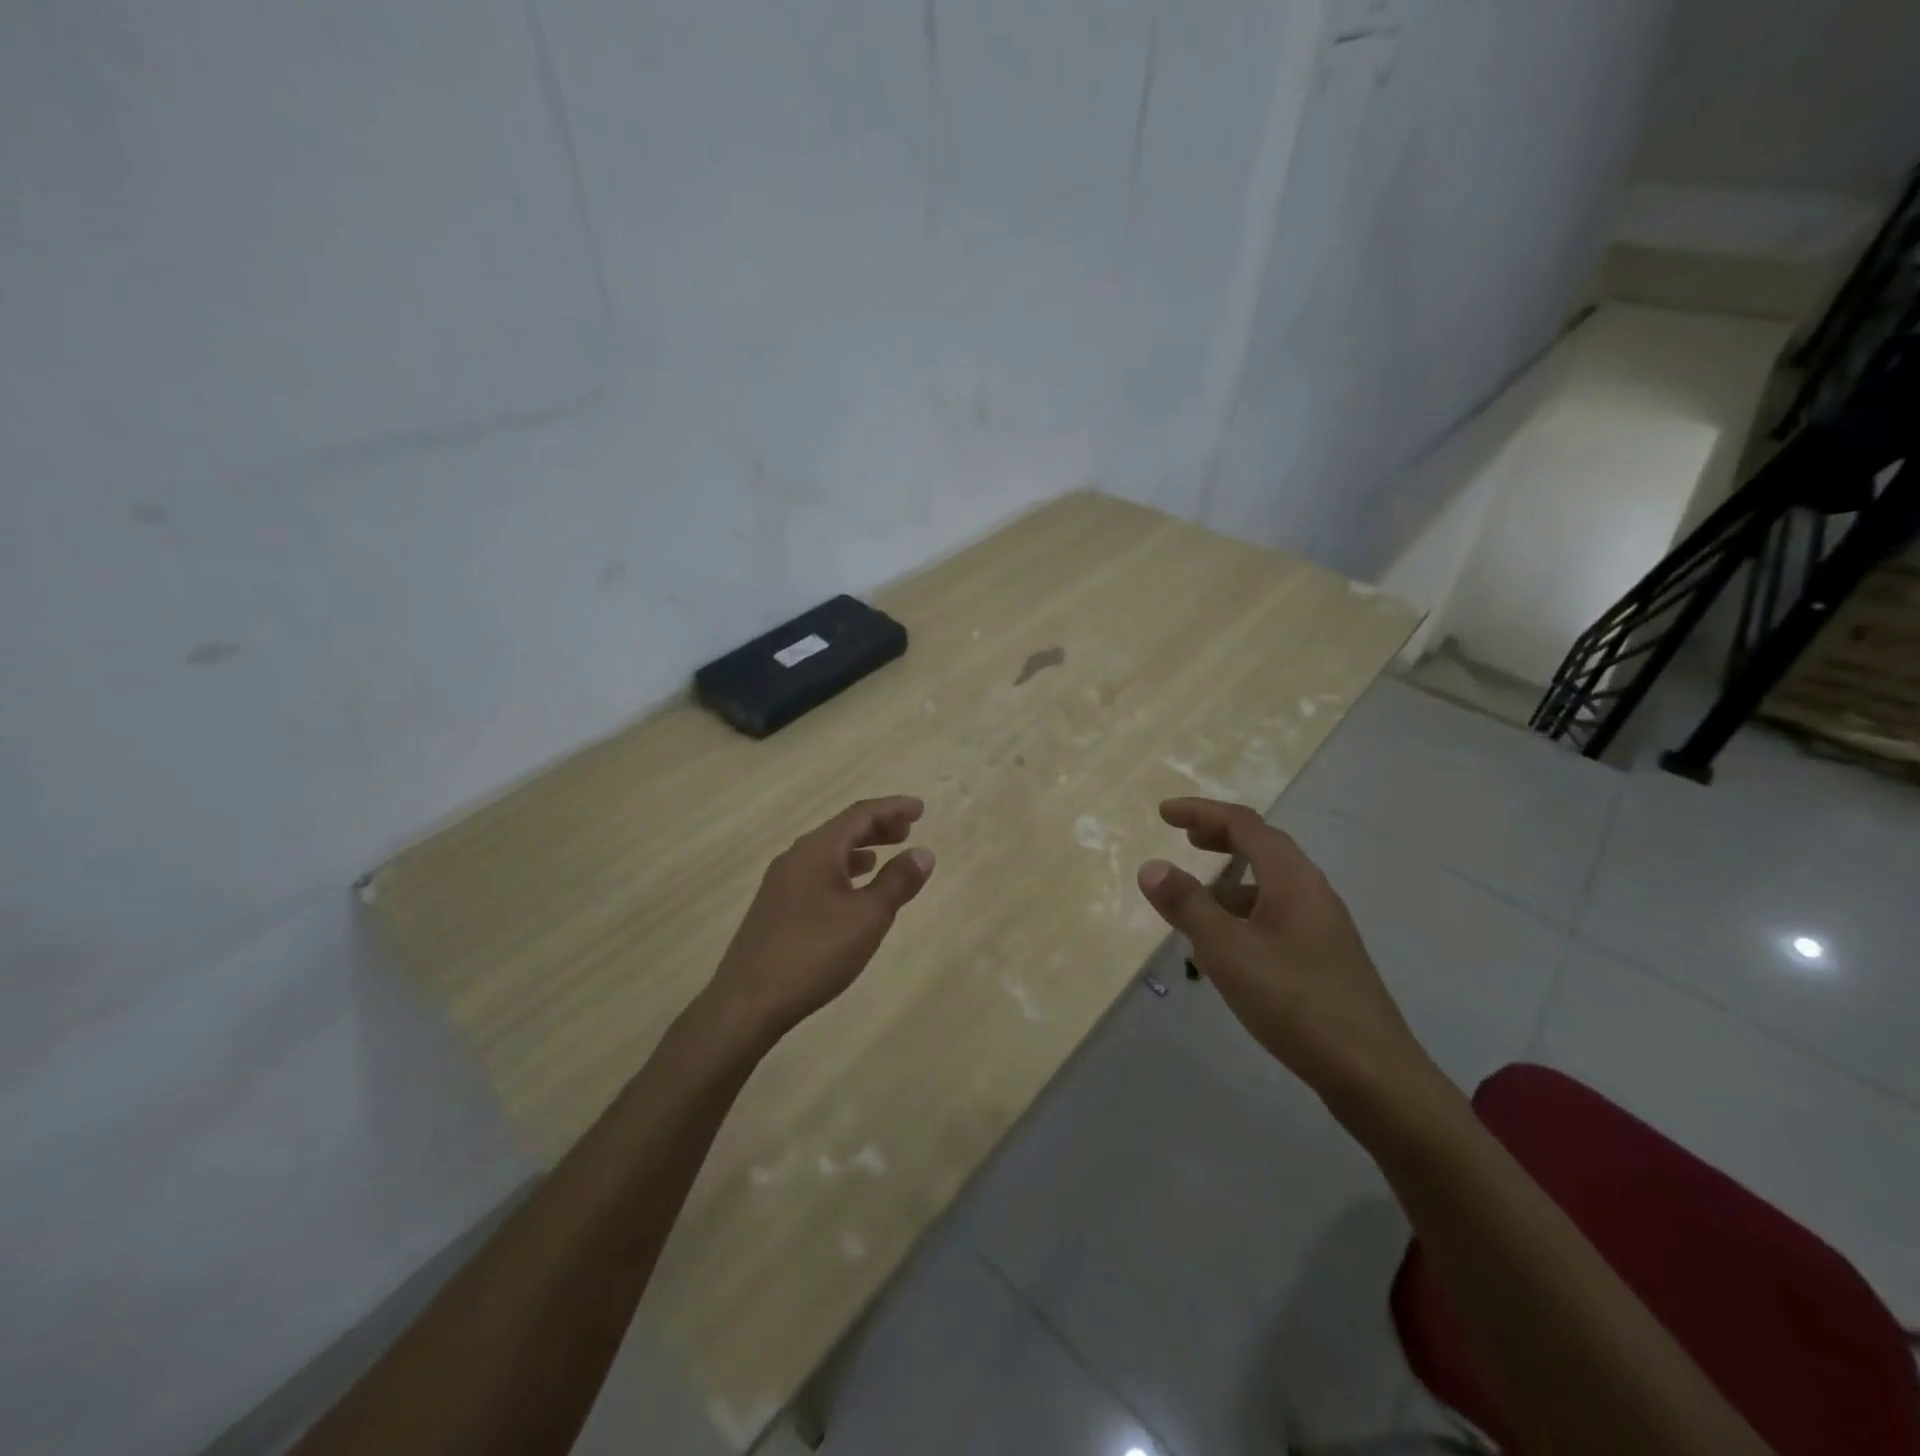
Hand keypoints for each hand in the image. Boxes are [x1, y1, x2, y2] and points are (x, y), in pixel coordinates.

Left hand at [705, 796, 935, 1043]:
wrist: (748, 1001)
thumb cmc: (814, 953)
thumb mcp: (867, 917)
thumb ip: (897, 882)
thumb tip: (923, 853)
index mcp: (817, 850)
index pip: (860, 814)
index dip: (892, 808)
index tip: (920, 808)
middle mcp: (796, 857)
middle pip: (842, 830)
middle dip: (877, 827)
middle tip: (908, 830)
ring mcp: (781, 882)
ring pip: (827, 853)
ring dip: (859, 850)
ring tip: (884, 857)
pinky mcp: (775, 907)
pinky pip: (816, 873)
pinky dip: (842, 872)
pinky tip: (851, 892)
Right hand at [1136, 797, 1437, 1115]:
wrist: (1372, 1074)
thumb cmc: (1294, 1002)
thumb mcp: (1227, 951)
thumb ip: (1187, 905)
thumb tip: (1151, 866)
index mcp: (1291, 878)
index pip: (1243, 824)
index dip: (1201, 812)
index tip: (1164, 814)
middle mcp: (1311, 891)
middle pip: (1263, 846)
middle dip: (1220, 836)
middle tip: (1184, 838)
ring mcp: (1323, 926)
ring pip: (1270, 885)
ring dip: (1230, 880)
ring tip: (1194, 901)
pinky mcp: (1325, 957)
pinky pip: (1277, 915)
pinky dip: (1244, 913)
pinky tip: (1227, 949)